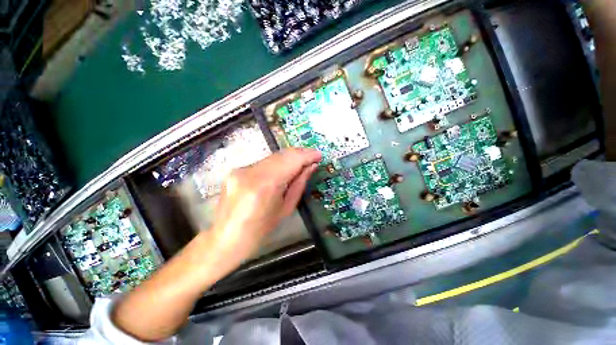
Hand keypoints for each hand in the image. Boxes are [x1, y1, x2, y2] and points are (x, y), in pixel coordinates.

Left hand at [210, 148, 320, 262]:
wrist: (226, 238)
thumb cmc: (260, 231)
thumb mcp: (285, 209)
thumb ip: (299, 184)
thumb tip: (311, 167)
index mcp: (265, 186)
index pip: (291, 160)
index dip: (307, 155)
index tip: (319, 155)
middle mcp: (251, 172)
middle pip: (281, 154)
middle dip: (299, 154)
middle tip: (312, 158)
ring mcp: (241, 169)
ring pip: (272, 157)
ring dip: (289, 158)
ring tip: (301, 163)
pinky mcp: (236, 170)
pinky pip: (263, 162)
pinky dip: (277, 163)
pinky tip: (283, 170)